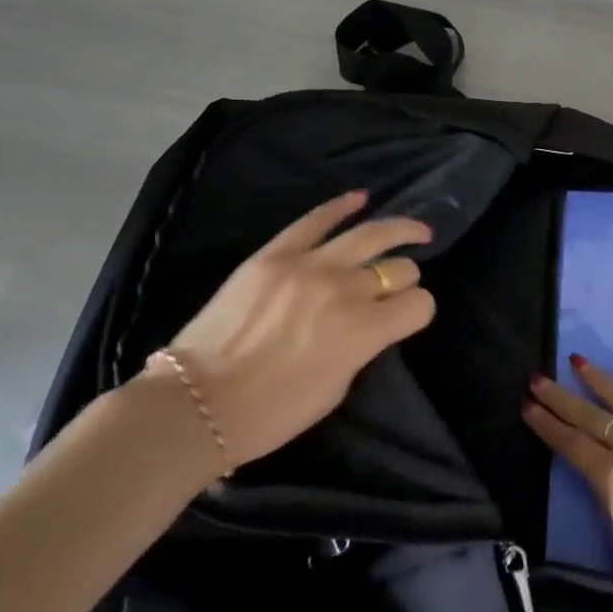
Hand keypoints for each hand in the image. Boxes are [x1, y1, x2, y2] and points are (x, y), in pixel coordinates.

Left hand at [152, 191, 434, 473]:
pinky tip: (361, 198)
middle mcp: (345, 291)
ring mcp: (309, 265)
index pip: (418, 304)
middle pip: (398, 268)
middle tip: (396, 286)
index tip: (407, 318)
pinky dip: (342, 206)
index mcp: (364, 332)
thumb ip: (361, 348)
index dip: (419, 311)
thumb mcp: (335, 389)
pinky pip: (316, 219)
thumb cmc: (269, 413)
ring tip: (415, 230)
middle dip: (405, 278)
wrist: (193, 404)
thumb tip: (370, 323)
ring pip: (370, 234)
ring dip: (400, 230)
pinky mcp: (275, 254)